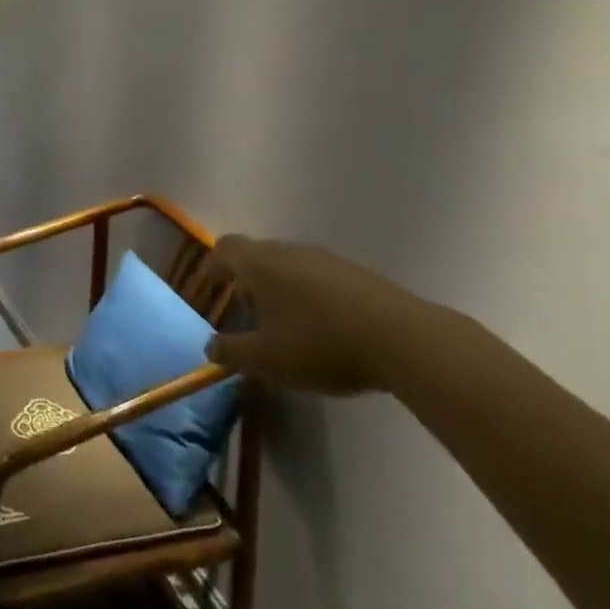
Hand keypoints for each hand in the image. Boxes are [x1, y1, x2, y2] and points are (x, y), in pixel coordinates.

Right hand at [204, 235, 434, 395]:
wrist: (399, 338)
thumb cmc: (320, 344)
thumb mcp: (268, 359)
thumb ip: (233, 352)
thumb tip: (210, 347)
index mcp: (260, 264)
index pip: (225, 248)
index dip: (213, 265)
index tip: (210, 286)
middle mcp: (288, 251)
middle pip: (257, 254)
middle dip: (246, 280)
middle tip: (245, 311)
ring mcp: (324, 258)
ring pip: (288, 265)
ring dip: (278, 288)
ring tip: (283, 324)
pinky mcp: (354, 273)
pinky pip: (317, 276)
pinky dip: (307, 294)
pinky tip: (321, 327)